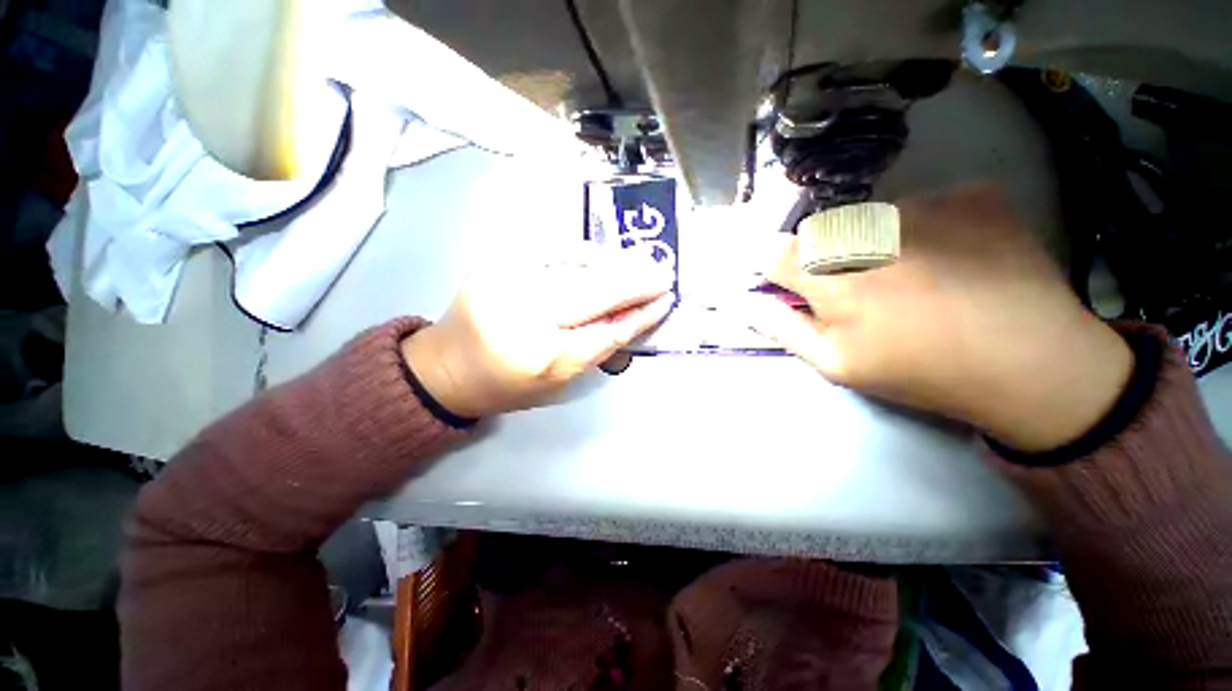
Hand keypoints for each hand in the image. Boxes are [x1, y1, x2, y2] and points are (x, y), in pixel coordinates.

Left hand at [401, 243, 673, 417]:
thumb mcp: (560, 380)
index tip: (666, 299)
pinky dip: (585, 252)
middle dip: (634, 282)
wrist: (448, 365)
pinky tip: (606, 256)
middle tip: (663, 274)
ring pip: (577, 264)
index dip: (639, 314)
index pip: (605, 331)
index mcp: (541, 357)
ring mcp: (508, 279)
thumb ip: (599, 346)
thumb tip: (636, 313)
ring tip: (642, 262)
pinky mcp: (498, 260)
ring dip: (615, 262)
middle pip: (594, 291)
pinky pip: (553, 249)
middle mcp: (524, 313)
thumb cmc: (508, 383)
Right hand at [743, 186, 1133, 451]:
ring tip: (914, 276)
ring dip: (875, 241)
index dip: (775, 265)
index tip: (787, 281)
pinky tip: (954, 258)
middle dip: (825, 256)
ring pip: (871, 216)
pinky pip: (924, 205)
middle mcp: (872, 232)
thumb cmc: (921, 371)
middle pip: (821, 231)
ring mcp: (927, 206)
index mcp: (834, 279)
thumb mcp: (837, 364)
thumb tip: (744, 303)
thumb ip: (783, 327)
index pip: (775, 251)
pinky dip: (926, 228)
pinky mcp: (972, 195)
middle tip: (860, 288)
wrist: (1034, 362)